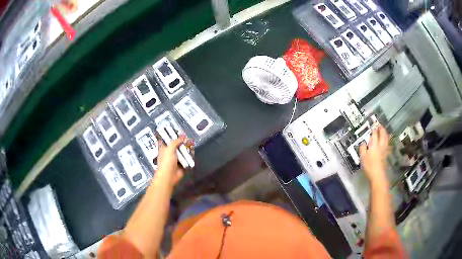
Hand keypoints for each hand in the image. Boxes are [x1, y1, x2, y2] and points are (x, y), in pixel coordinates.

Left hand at [155, 135, 192, 187]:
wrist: (169, 176)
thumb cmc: (165, 163)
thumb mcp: (170, 149)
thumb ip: (176, 141)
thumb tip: (182, 136)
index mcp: (164, 148)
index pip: (168, 140)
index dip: (173, 135)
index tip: (178, 131)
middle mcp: (170, 153)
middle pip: (177, 145)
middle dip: (182, 142)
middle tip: (187, 139)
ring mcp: (177, 159)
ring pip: (183, 151)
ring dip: (186, 149)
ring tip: (190, 145)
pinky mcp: (182, 164)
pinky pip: (187, 158)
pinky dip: (189, 156)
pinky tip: (191, 153)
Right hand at [359, 124, 389, 184]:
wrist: (378, 174)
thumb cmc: (369, 166)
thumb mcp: (362, 157)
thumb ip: (362, 148)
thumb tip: (363, 142)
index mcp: (374, 144)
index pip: (374, 133)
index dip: (374, 127)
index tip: (373, 123)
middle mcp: (380, 144)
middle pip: (382, 133)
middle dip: (381, 128)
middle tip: (379, 124)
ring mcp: (385, 148)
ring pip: (386, 137)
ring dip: (385, 132)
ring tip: (383, 130)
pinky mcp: (387, 153)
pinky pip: (388, 143)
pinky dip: (387, 139)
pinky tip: (387, 139)